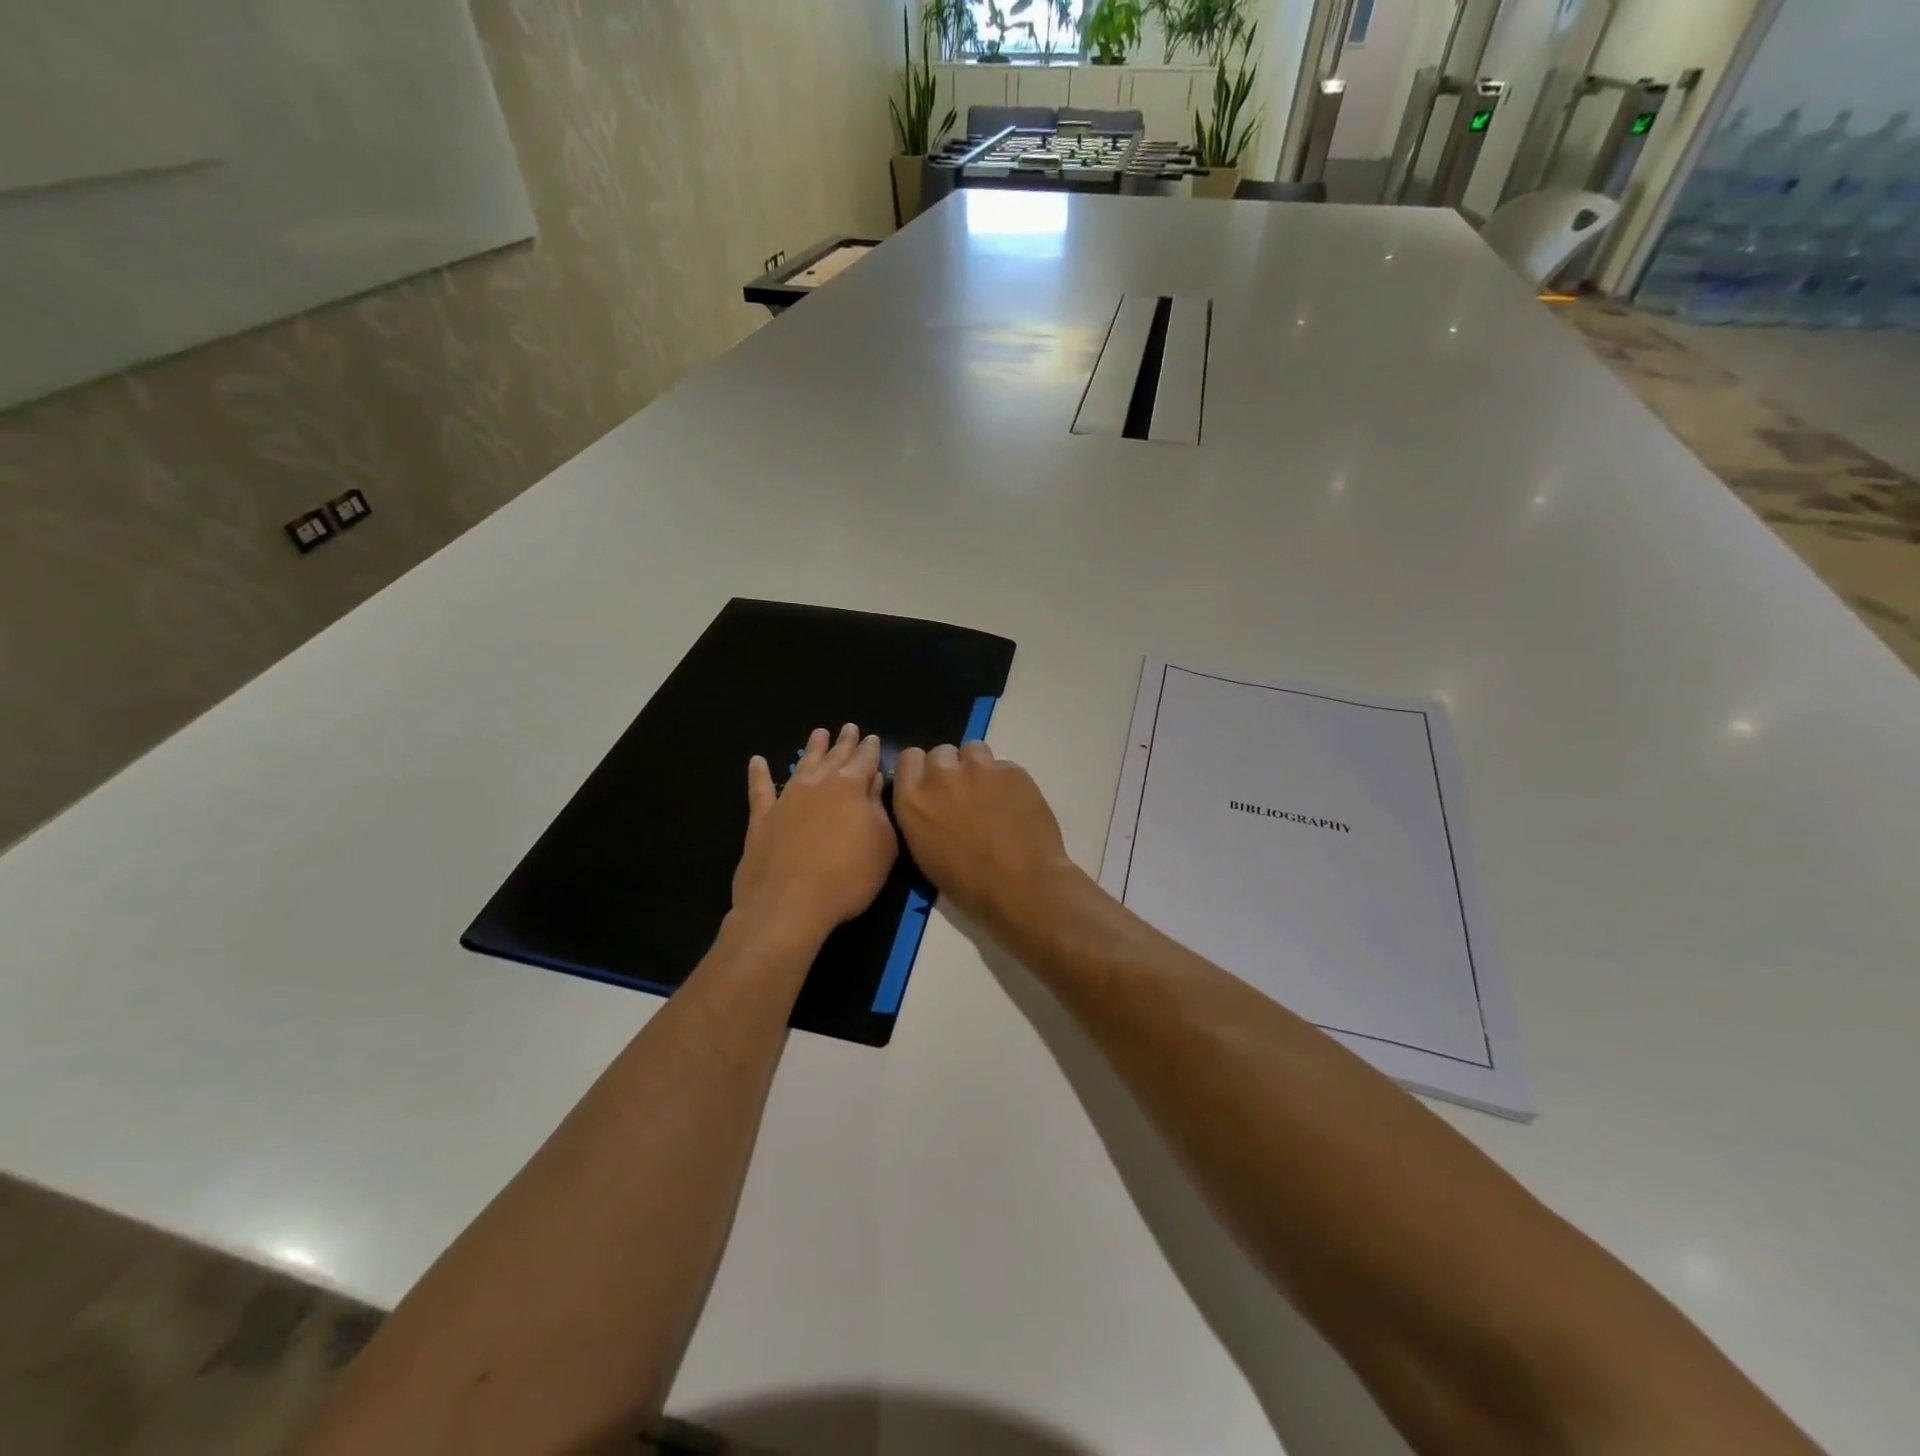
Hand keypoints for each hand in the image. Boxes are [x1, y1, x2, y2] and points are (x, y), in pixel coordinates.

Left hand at [732, 724, 897, 948]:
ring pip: (801, 765)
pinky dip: (759, 774)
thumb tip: (874, 783)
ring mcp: (786, 799)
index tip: (873, 738)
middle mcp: (818, 784)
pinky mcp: (762, 818)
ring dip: (811, 749)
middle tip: (849, 727)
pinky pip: (760, 789)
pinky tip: (757, 762)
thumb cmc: (847, 877)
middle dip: (844, 742)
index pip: (865, 760)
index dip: (871, 749)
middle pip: (834, 757)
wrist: (789, 904)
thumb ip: (879, 810)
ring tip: (818, 733)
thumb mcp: (882, 846)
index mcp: (850, 787)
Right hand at [893, 741, 1072, 927]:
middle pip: (941, 752)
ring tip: (992, 795)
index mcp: (912, 799)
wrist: (1021, 887)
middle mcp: (940, 776)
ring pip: (973, 750)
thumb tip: (928, 802)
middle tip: (965, 794)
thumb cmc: (968, 884)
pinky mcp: (1011, 770)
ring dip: (978, 768)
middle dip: (950, 768)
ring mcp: (978, 769)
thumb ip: (920, 815)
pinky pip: (1004, 766)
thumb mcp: (924, 852)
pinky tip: (1016, 805)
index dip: (922, 768)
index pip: (909, 758)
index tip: (932, 784)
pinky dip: (1007, 781)